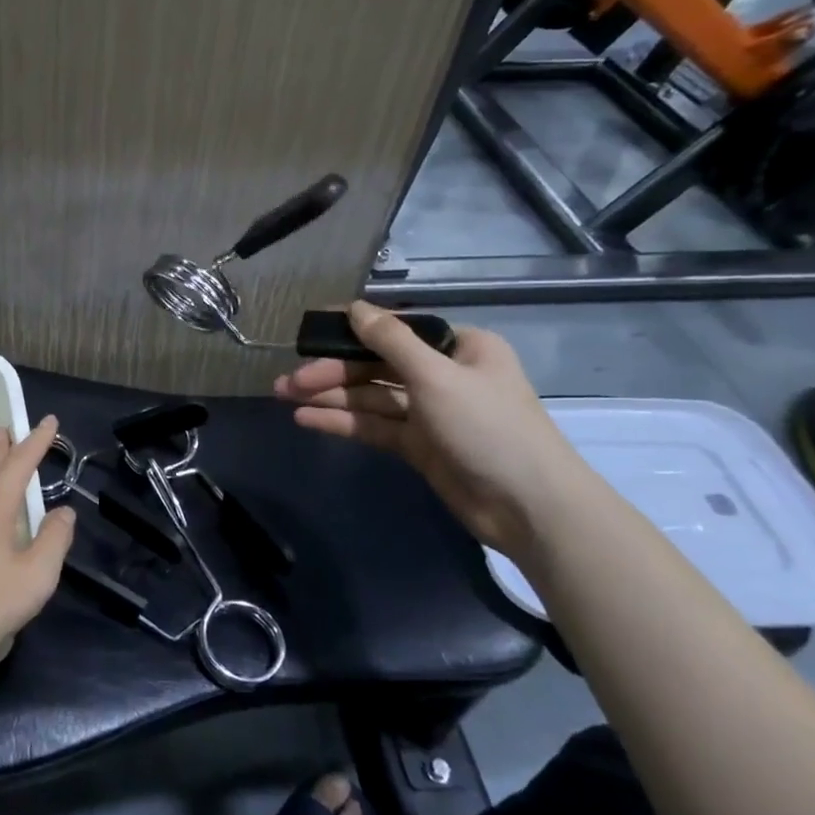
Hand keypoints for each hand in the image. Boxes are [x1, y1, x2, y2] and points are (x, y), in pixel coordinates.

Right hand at [273, 303, 589, 559]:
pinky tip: (306, 419)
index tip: (308, 332)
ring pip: (370, 397)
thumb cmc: (489, 428)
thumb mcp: (437, 376)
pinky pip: (373, 426)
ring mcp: (429, 412)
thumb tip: (354, 307)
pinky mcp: (418, 446)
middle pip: (376, 365)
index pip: (395, 330)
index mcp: (459, 348)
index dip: (350, 330)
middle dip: (331, 371)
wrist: (530, 507)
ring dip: (329, 396)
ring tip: (284, 396)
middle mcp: (442, 375)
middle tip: (288, 380)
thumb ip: (391, 341)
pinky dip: (342, 421)